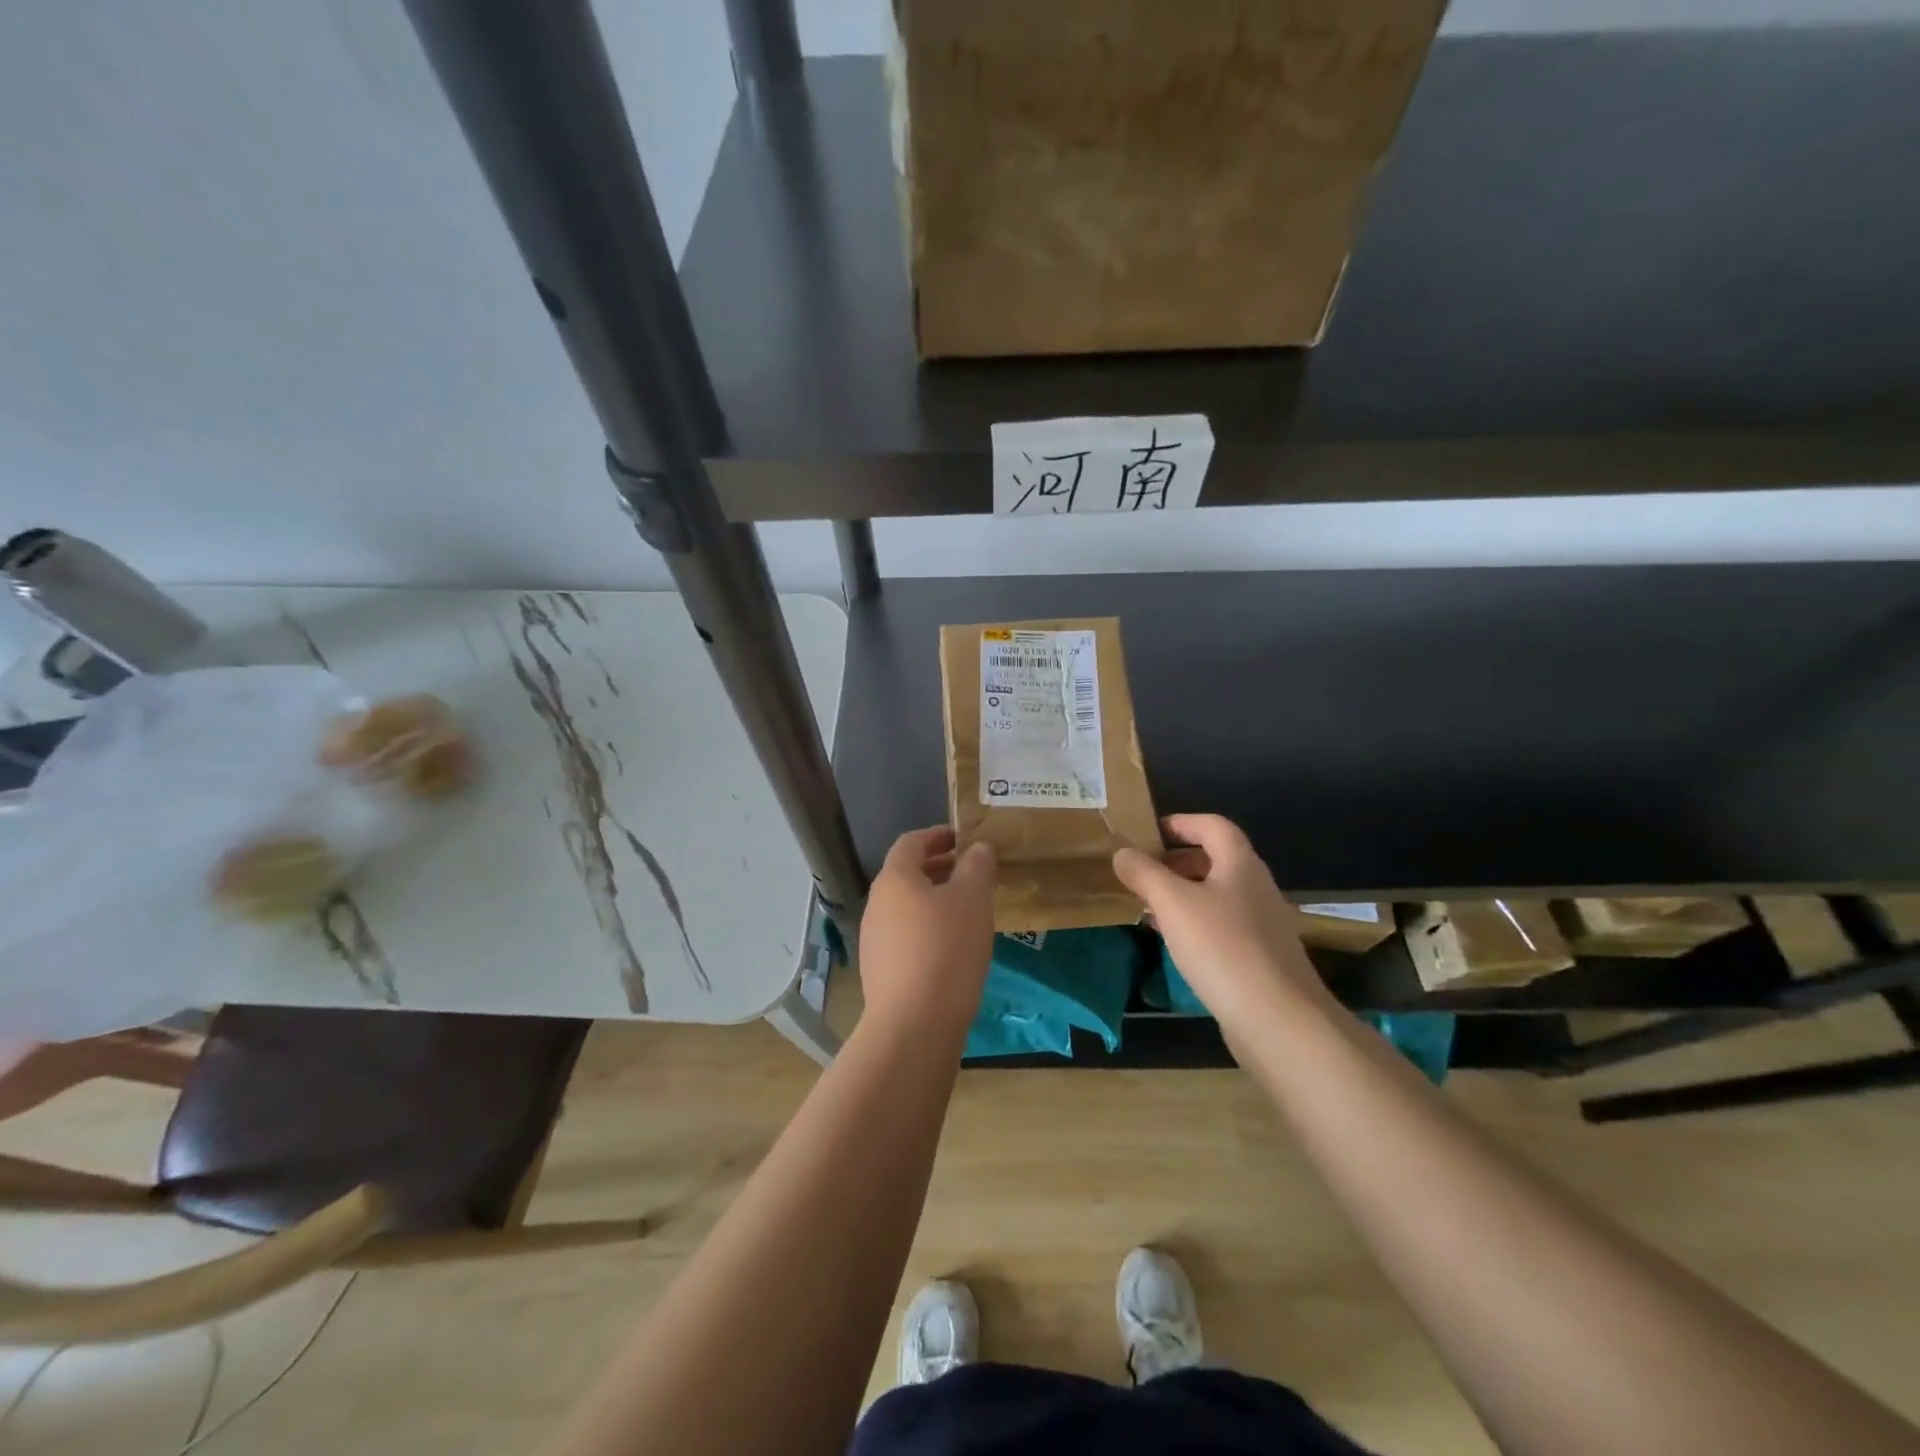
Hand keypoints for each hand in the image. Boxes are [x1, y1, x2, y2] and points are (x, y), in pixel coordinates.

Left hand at [857, 826, 996, 1033]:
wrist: (914, 1024)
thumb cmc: (946, 949)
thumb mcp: (973, 899)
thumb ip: (976, 866)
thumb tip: (977, 848)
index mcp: (894, 878)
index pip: (912, 842)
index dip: (938, 835)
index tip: (964, 838)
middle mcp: (877, 903)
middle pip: (907, 874)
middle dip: (940, 868)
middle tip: (973, 873)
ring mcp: (874, 939)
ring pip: (907, 906)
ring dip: (935, 900)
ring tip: (969, 910)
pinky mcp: (880, 970)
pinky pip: (906, 935)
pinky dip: (928, 928)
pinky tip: (953, 947)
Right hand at [1113, 814, 1324, 1026]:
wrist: (1278, 1019)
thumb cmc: (1222, 948)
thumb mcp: (1173, 904)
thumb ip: (1145, 873)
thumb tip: (1122, 853)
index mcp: (1240, 864)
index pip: (1212, 825)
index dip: (1181, 823)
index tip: (1148, 834)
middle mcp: (1256, 887)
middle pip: (1216, 859)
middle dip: (1178, 861)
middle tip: (1144, 872)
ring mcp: (1262, 924)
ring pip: (1217, 895)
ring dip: (1184, 894)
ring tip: (1150, 907)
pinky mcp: (1260, 957)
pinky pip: (1222, 926)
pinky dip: (1196, 923)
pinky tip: (1175, 943)